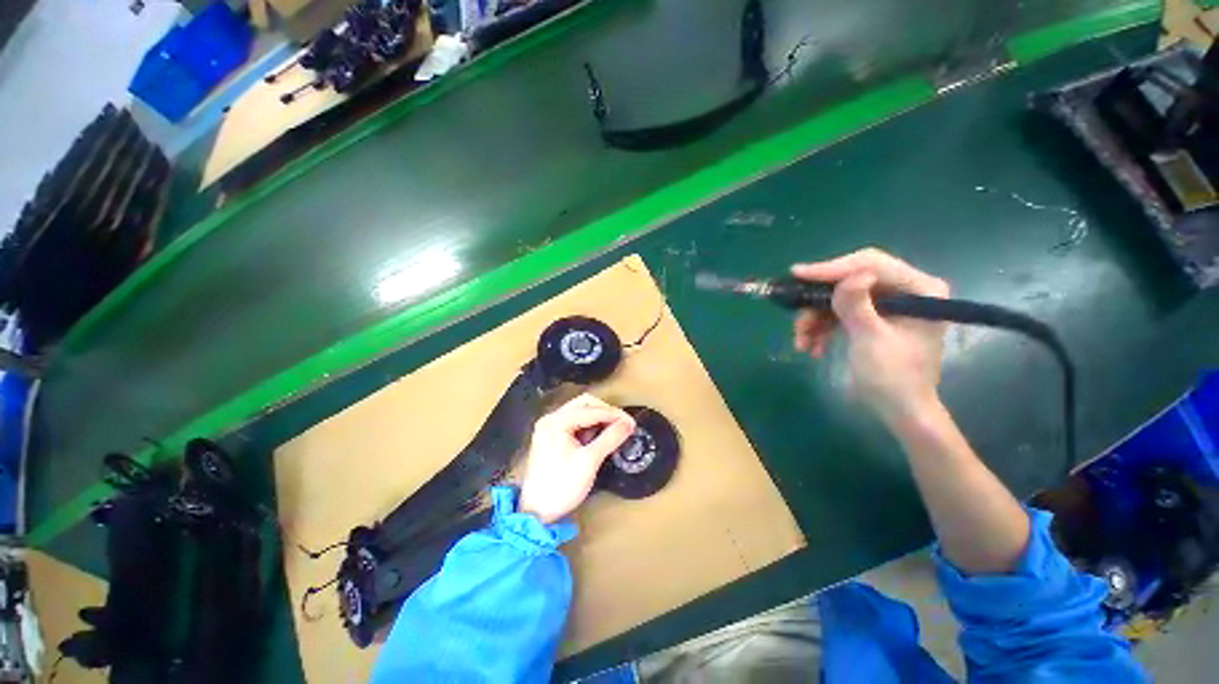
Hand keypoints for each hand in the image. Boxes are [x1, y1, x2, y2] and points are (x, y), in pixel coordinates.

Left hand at [518, 394, 635, 523]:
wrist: (536, 513)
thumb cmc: (562, 486)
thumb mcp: (590, 461)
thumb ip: (610, 438)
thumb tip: (629, 424)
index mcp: (557, 421)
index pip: (591, 409)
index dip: (614, 414)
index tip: (632, 423)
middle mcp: (551, 418)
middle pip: (584, 404)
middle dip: (606, 412)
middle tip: (623, 424)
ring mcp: (549, 427)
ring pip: (580, 412)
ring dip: (598, 418)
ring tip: (613, 431)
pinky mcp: (551, 437)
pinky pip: (574, 423)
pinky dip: (589, 426)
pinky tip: (598, 437)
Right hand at [791, 248, 950, 426]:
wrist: (899, 410)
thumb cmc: (893, 377)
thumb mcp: (872, 340)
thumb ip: (857, 306)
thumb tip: (850, 275)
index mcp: (919, 289)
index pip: (871, 264)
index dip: (832, 268)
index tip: (797, 275)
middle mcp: (904, 290)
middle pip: (850, 281)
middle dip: (818, 303)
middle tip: (797, 320)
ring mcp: (886, 304)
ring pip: (838, 299)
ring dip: (814, 320)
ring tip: (801, 342)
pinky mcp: (871, 317)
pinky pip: (838, 313)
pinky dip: (821, 328)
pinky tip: (813, 348)